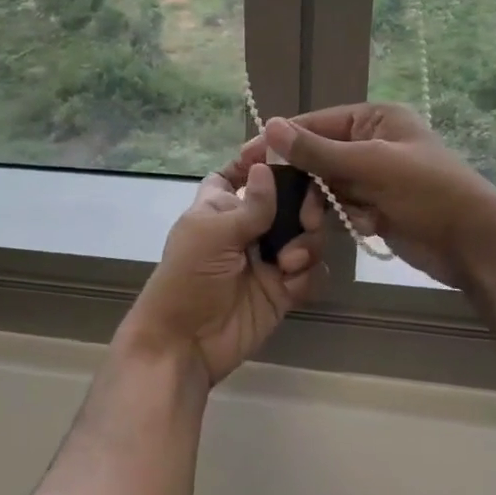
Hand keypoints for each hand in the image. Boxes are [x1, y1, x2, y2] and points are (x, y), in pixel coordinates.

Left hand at [122, 163, 325, 386]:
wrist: (185, 343)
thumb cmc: (188, 277)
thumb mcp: (213, 233)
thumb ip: (250, 205)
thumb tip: (266, 166)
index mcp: (221, 205)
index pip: (241, 171)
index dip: (262, 160)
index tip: (289, 151)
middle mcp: (248, 226)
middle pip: (289, 199)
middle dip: (305, 204)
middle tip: (308, 218)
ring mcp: (268, 257)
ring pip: (307, 234)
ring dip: (307, 243)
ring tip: (289, 261)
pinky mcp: (283, 289)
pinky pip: (310, 271)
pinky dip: (306, 274)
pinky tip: (289, 284)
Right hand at [220, 103, 495, 290]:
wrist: (477, 245)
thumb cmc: (428, 192)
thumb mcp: (371, 165)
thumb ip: (318, 149)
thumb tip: (270, 126)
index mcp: (375, 119)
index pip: (316, 123)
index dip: (281, 140)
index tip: (247, 158)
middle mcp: (373, 142)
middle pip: (319, 155)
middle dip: (304, 180)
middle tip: (272, 198)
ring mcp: (376, 176)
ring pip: (328, 185)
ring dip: (323, 203)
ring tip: (317, 222)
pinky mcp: (378, 206)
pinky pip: (344, 207)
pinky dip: (344, 218)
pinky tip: (360, 227)